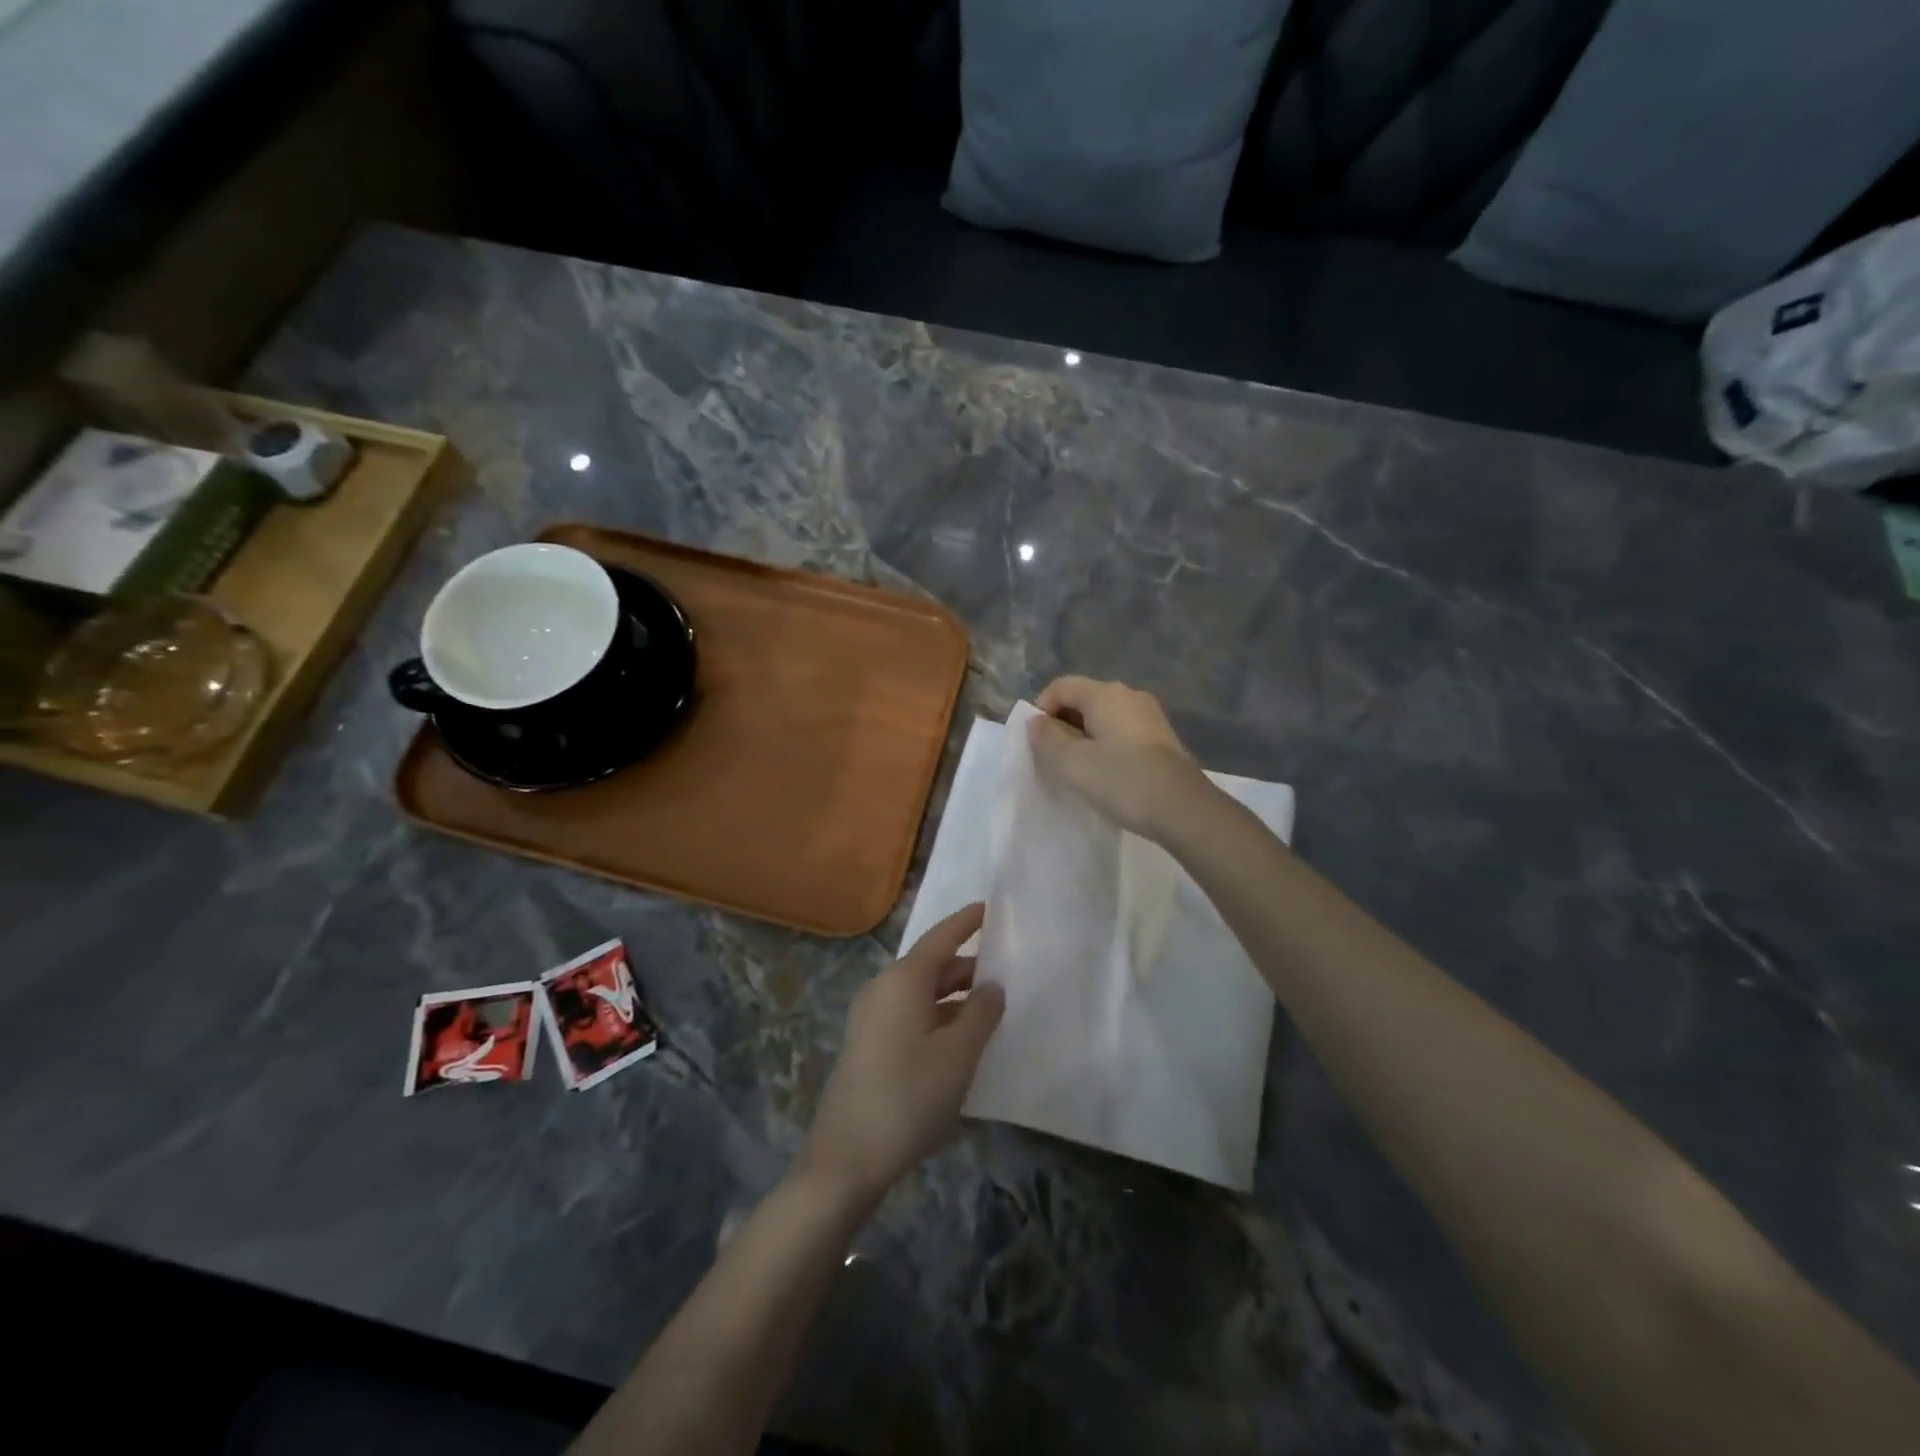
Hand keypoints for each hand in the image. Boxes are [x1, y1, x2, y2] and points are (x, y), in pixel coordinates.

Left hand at [800, 904, 1004, 1210]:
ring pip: (921, 992)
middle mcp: (883, 988)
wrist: (848, 1157)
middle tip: (1005, 970)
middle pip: (931, 965)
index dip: (966, 922)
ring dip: (954, 995)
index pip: (941, 937)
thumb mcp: (958, 1054)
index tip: (989, 907)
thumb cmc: (909, 1096)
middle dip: (967, 965)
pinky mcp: (869, 1044)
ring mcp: (871, 1018)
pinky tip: (961, 1039)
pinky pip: (910, 1015)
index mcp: (903, 980)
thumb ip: (981, 1013)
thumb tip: (992, 986)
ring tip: (990, 1006)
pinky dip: (938, 1016)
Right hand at [1027, 676, 1212, 839]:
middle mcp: (1129, 695)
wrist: (1185, 809)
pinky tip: (1105, 775)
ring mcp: (1149, 716)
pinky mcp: (1161, 739)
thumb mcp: (1073, 763)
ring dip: (1083, 739)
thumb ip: (1047, 738)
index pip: (1060, 687)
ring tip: (1077, 771)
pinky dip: (1105, 747)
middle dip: (1061, 726)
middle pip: (1082, 700)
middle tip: (1053, 760)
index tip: (1036, 744)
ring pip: (1103, 718)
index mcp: (1105, 694)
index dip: (1041, 710)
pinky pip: (1121, 733)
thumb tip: (1037, 722)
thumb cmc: (1123, 781)